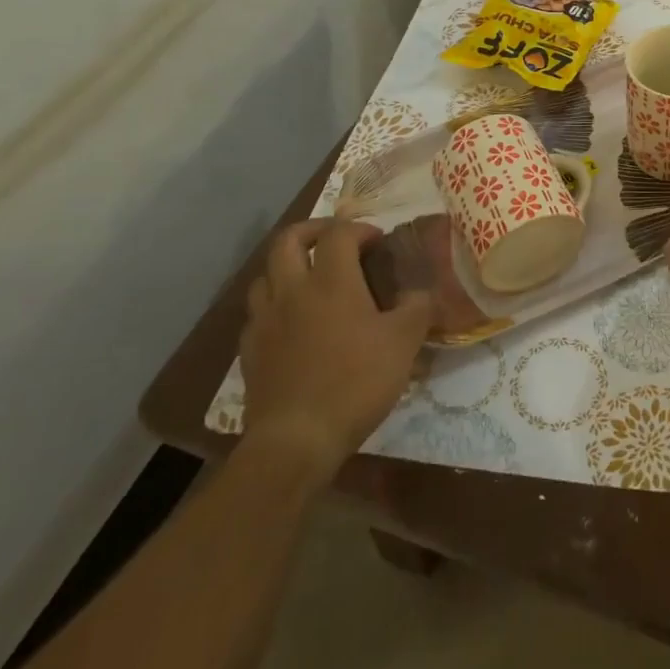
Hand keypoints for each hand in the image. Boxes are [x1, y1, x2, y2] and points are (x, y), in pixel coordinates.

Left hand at [238, 218, 429, 472]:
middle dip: (312, 231)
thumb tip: (419, 292)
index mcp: (331, 281)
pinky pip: (258, 313)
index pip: (339, 233)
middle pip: (288, 241)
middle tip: (334, 241)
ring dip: (288, 267)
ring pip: (265, 275)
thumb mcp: (404, 342)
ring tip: (310, 279)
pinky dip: (274, 305)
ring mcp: (265, 320)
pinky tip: (291, 323)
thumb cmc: (356, 382)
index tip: (378, 241)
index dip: (360, 229)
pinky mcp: (250, 350)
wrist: (296, 439)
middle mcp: (292, 290)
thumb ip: (417, 308)